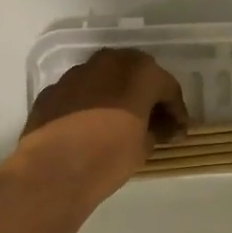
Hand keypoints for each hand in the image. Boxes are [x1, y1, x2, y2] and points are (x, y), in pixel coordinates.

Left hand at [8, 48, 187, 207]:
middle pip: (136, 74)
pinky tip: (90, 127)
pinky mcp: (53, 90)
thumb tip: (152, 129)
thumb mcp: (144, 147)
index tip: (178, 132)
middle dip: (146, 95)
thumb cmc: (109, 155)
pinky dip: (89, 105)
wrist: (54, 169)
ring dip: (116, 96)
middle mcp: (109, 63)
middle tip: (152, 120)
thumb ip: (153, 130)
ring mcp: (76, 73)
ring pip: (105, 79)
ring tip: (119, 122)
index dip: (176, 112)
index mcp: (140, 72)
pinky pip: (80, 93)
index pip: (168, 87)